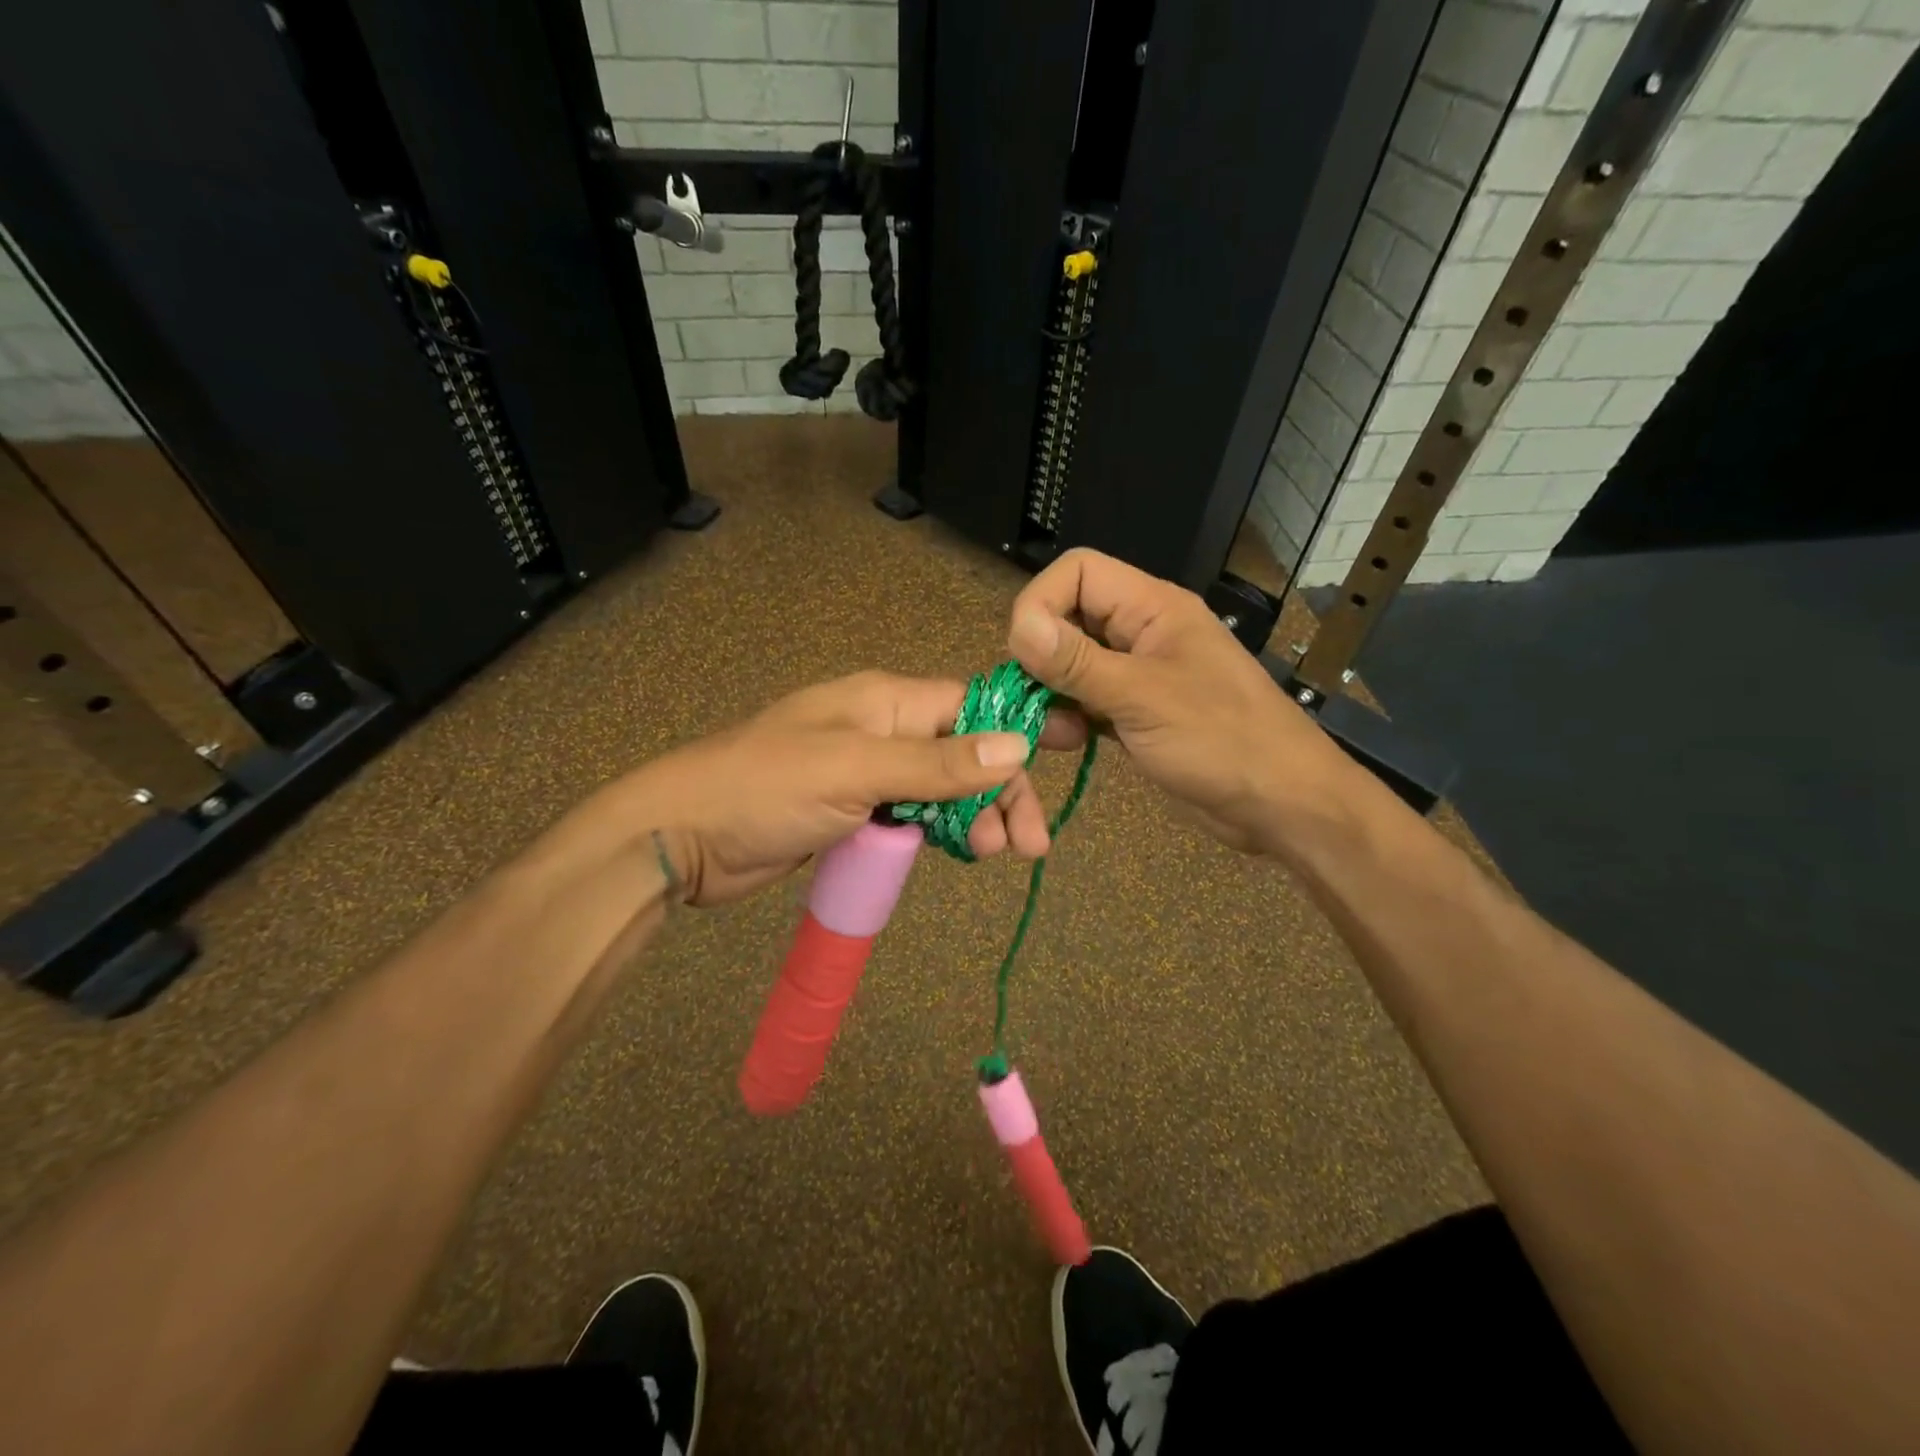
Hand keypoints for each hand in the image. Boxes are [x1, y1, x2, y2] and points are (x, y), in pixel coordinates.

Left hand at [589, 671, 1085, 906]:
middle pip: (963, 752)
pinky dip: (941, 833)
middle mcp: (882, 729)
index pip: (970, 707)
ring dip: (975, 817)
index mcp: (885, 700)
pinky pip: (914, 816)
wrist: (681, 837)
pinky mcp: (854, 812)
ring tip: (997, 855)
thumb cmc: (765, 788)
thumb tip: (1017, 746)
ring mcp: (868, 772)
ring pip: (942, 789)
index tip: (1070, 748)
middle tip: (1028, 843)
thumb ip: (936, 763)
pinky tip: (962, 854)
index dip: (1019, 728)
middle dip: (1000, 791)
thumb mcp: (856, 770)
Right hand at [1006, 548, 1342, 853]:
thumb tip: (1019, 626)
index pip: (1079, 572)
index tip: (1023, 651)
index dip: (1041, 600)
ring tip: (1050, 729)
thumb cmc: (1222, 740)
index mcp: (1153, 608)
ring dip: (1051, 691)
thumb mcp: (1144, 698)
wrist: (1281, 804)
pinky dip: (1068, 716)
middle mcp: (1141, 633)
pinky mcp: (1136, 713)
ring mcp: (1138, 674)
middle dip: (1041, 653)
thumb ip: (1078, 662)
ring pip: (1073, 663)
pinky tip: (1067, 742)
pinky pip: (1087, 700)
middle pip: (1069, 617)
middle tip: (1029, 695)